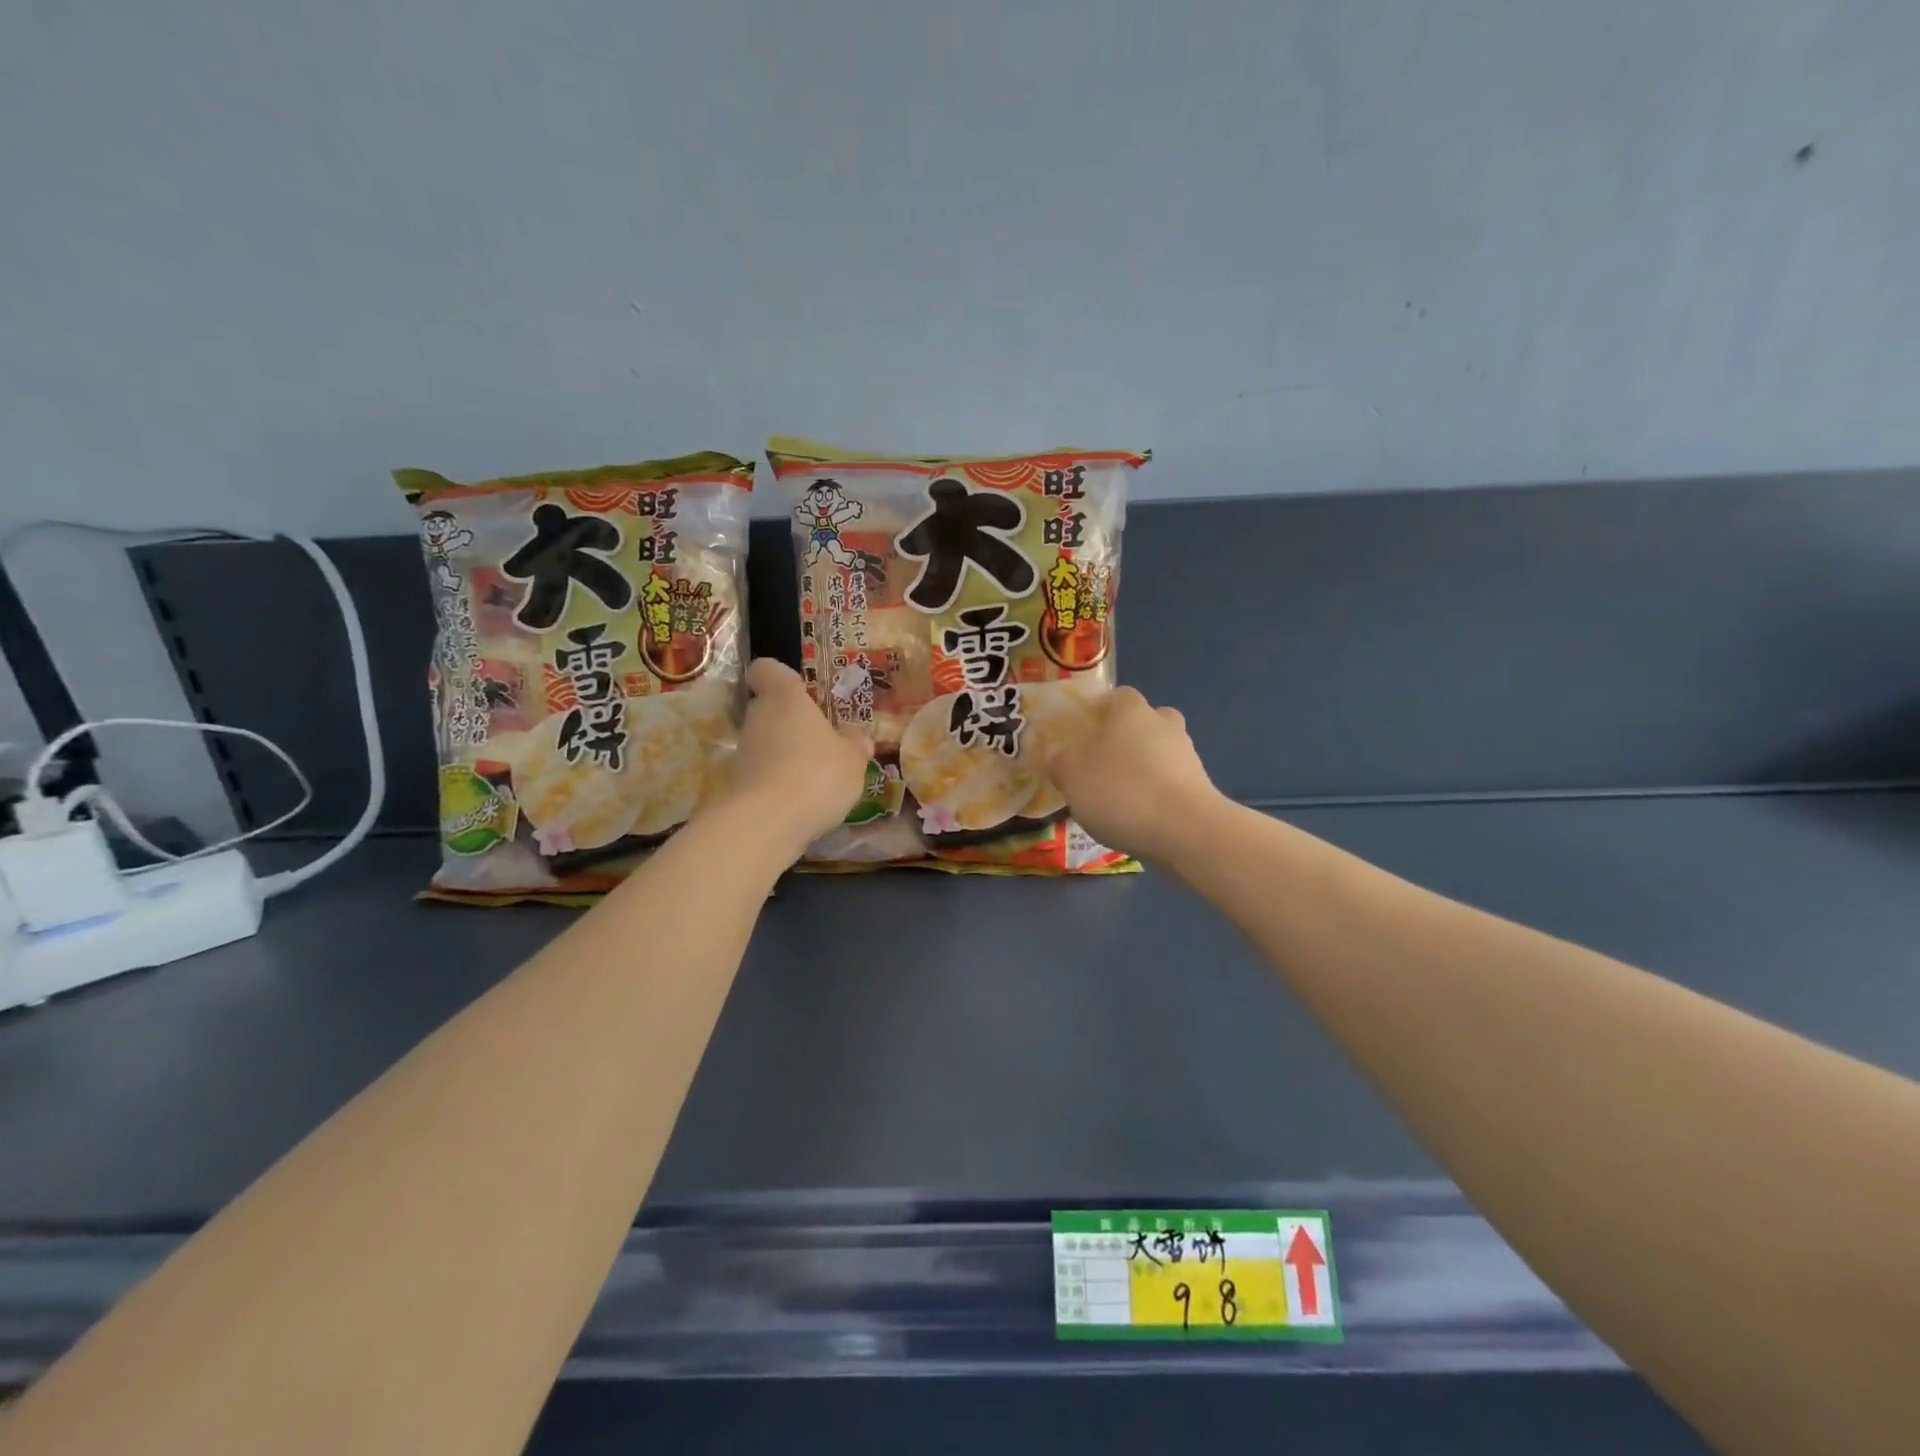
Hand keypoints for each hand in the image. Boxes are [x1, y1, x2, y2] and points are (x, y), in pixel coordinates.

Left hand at [708, 659, 871, 859]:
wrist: (766, 823)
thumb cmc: (817, 774)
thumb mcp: (853, 759)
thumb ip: (855, 743)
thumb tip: (856, 735)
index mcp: (786, 698)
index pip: (767, 669)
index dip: (778, 675)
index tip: (797, 689)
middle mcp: (758, 717)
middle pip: (768, 708)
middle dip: (790, 721)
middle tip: (820, 740)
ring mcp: (742, 752)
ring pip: (765, 742)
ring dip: (785, 754)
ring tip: (815, 776)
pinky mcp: (737, 784)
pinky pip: (762, 773)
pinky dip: (778, 781)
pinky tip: (801, 800)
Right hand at [1048, 686, 1221, 862]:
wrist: (1184, 830)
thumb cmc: (1119, 790)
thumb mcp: (1071, 775)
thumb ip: (1060, 762)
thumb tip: (1057, 756)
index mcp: (1131, 711)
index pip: (1118, 696)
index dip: (1101, 711)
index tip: (1085, 732)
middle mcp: (1163, 724)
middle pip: (1145, 722)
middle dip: (1127, 738)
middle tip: (1104, 763)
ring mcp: (1187, 756)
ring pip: (1161, 753)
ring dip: (1144, 768)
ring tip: (1120, 799)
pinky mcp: (1201, 788)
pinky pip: (1172, 783)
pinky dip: (1157, 794)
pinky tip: (1140, 818)